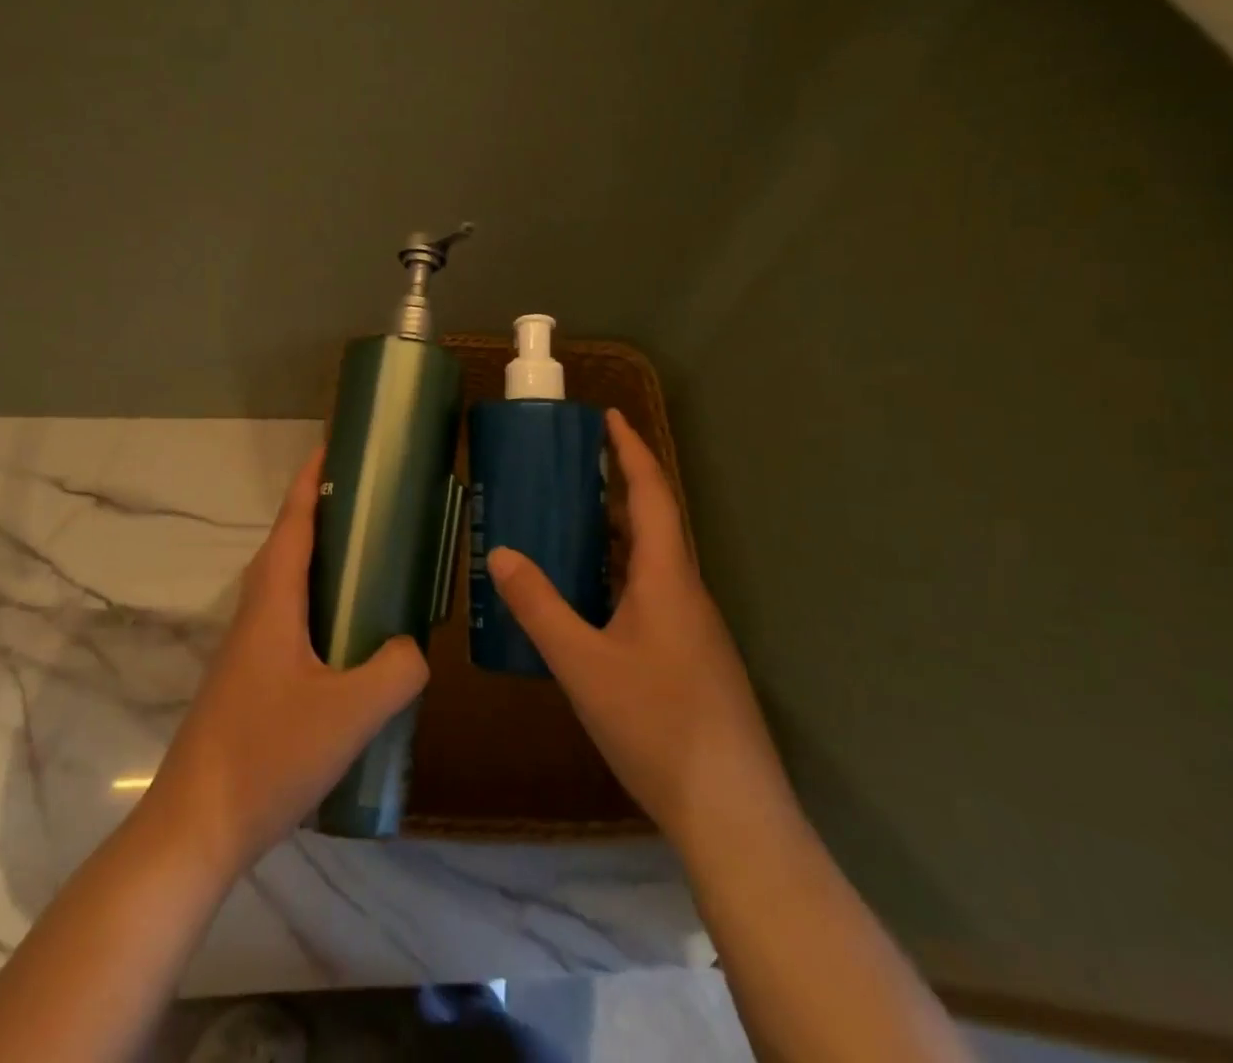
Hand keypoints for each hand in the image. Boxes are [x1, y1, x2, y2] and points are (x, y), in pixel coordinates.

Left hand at [143, 448, 430, 874]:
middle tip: (372, 499)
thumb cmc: (268, 755)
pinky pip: (289, 615)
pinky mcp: (251, 675)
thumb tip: (414, 645)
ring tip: (368, 555)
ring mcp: (249, 645)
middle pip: (289, 543)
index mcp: (274, 601)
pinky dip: (318, 598)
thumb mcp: (351, 712)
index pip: (295, 522)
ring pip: (287, 581)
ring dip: (320, 556)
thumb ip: (396, 669)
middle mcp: (257, 611)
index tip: (335, 444)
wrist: (198, 825)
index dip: (313, 479)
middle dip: (323, 510)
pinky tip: (348, 630)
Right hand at [487, 410, 789, 846]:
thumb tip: (500, 553)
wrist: (732, 813)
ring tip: (567, 522)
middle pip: (652, 523)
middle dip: (615, 488)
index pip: (652, 495)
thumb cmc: (658, 725)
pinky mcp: (688, 658)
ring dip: (614, 534)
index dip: (631, 452)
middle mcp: (685, 593)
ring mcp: (691, 629)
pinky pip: (648, 595)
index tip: (608, 417)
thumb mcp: (583, 665)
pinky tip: (586, 599)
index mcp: (668, 579)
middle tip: (569, 469)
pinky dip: (616, 576)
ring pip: (650, 562)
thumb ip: (540, 607)